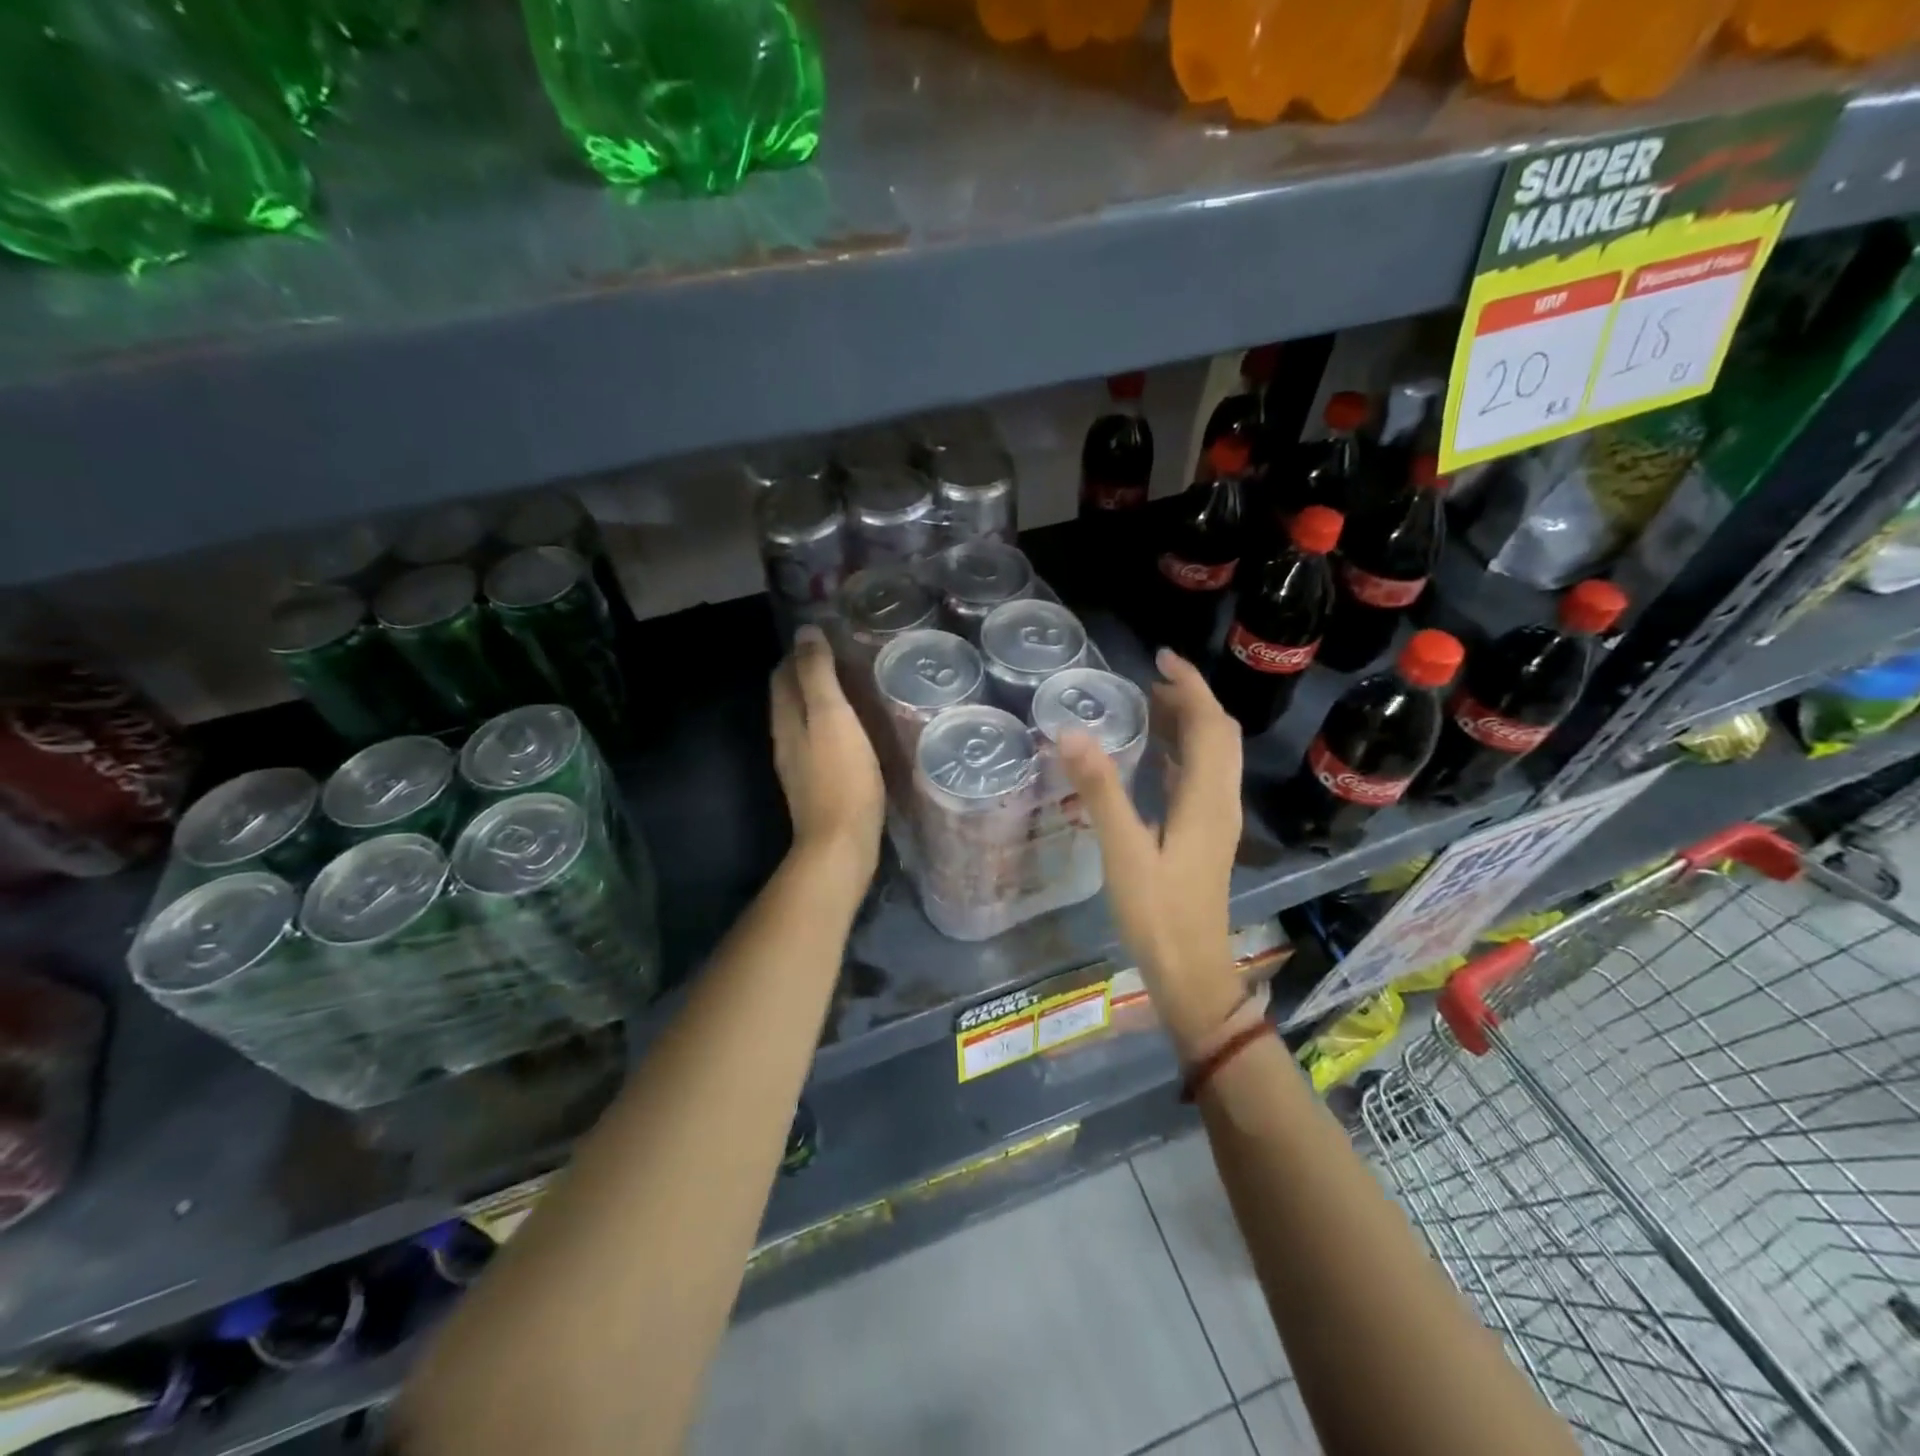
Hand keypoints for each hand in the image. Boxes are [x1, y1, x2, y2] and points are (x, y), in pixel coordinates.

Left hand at [770, 626, 884, 879]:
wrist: (840, 844)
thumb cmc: (841, 777)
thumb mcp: (832, 717)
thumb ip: (817, 674)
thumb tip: (805, 631)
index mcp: (786, 719)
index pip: (783, 674)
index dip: (799, 653)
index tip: (828, 637)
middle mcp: (786, 739)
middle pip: (790, 697)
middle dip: (808, 674)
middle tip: (845, 658)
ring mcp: (799, 766)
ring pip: (804, 721)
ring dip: (821, 701)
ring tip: (854, 689)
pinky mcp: (817, 785)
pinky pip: (819, 743)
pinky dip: (831, 727)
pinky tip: (855, 731)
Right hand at [1060, 649, 1245, 1058]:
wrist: (1191, 972)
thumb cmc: (1158, 913)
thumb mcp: (1124, 850)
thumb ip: (1100, 790)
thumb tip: (1071, 731)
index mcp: (1206, 798)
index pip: (1210, 725)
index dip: (1190, 686)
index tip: (1160, 658)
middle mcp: (1220, 802)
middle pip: (1218, 735)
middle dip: (1190, 700)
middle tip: (1147, 680)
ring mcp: (1216, 820)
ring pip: (1211, 757)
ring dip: (1187, 725)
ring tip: (1147, 705)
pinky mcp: (1205, 836)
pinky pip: (1199, 778)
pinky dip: (1180, 754)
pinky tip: (1152, 757)